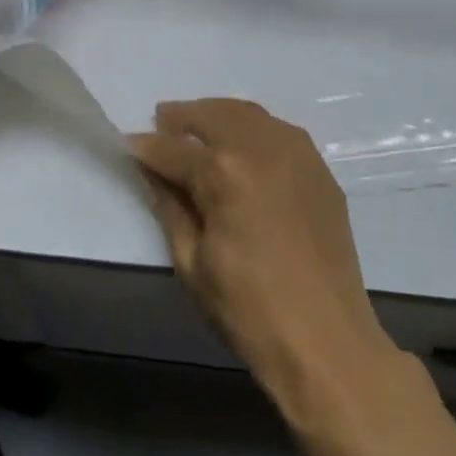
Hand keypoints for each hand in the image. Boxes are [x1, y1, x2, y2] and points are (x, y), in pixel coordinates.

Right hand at [131, 99, 392, 402]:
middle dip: (181, 116)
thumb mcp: (192, 262)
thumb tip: (153, 170)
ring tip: (198, 126)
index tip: (129, 145)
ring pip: (248, 114)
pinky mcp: (319, 169)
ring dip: (217, 114)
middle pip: (212, 115)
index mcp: (224, 172)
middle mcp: (261, 147)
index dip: (146, 148)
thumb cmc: (249, 309)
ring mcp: (297, 153)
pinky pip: (278, 131)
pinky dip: (252, 128)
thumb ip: (170, 205)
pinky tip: (242, 145)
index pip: (173, 149)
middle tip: (161, 121)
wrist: (327, 341)